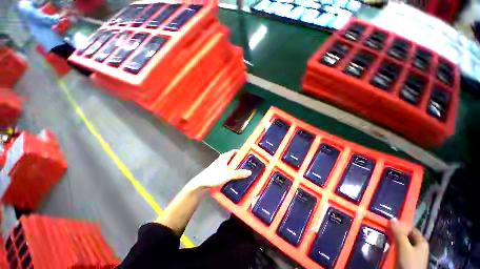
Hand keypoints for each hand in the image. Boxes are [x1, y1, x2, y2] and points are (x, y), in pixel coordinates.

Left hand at [186, 150, 251, 190]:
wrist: (201, 183)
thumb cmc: (215, 176)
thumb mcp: (228, 175)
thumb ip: (239, 174)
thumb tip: (250, 172)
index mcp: (224, 157)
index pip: (234, 151)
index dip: (241, 152)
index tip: (248, 155)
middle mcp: (222, 159)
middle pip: (233, 157)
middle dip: (240, 160)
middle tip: (248, 164)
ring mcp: (219, 165)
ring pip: (230, 163)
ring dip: (236, 166)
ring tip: (243, 170)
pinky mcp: (218, 170)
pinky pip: (227, 168)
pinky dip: (232, 170)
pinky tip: (235, 175)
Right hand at [389, 219, 428, 268]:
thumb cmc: (410, 263)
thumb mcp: (404, 247)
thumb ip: (399, 233)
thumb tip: (392, 218)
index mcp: (422, 242)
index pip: (411, 229)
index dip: (400, 226)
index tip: (388, 224)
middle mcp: (418, 246)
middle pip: (406, 236)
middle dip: (395, 234)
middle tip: (384, 230)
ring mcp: (413, 254)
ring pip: (401, 244)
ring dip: (393, 241)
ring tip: (383, 238)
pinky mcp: (407, 259)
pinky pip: (399, 250)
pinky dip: (393, 248)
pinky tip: (387, 247)